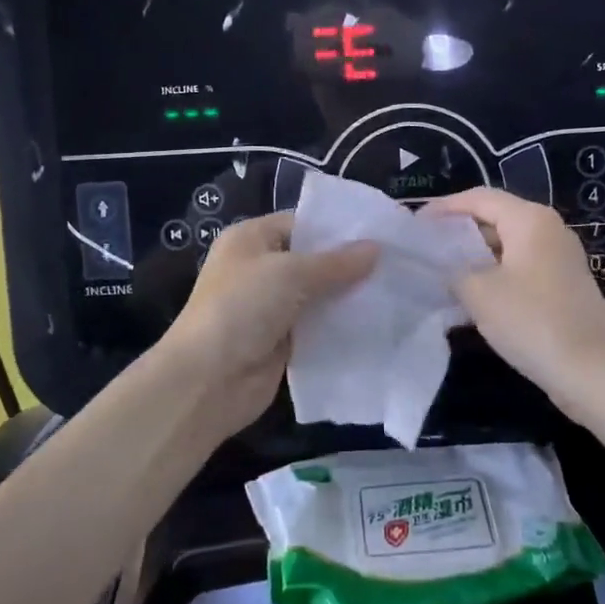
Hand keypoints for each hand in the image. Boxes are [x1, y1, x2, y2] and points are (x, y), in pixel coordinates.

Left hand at [157, 213, 376, 438]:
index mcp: (251, 239)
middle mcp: (259, 269)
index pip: (301, 224)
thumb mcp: (290, 273)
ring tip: (395, 292)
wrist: (208, 379)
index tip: (381, 234)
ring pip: (318, 295)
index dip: (338, 229)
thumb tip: (376, 248)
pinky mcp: (281, 341)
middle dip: (349, 265)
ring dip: (347, 297)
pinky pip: (317, 327)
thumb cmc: (242, 307)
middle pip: (312, 261)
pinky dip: (340, 326)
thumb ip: (336, 263)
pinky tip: (376, 323)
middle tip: (396, 263)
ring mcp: (270, 307)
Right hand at [423, 187, 604, 422]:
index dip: (442, 208)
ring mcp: (557, 258)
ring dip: (472, 257)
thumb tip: (439, 264)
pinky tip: (468, 298)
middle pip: (493, 218)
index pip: (477, 197)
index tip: (413, 224)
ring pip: (504, 246)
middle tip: (422, 249)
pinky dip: (491, 275)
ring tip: (438, 273)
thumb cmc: (533, 321)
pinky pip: (518, 268)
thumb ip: (452, 270)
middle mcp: (547, 229)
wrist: (595, 373)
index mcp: (529, 219)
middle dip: (456, 232)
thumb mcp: (479, 293)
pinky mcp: (561, 286)